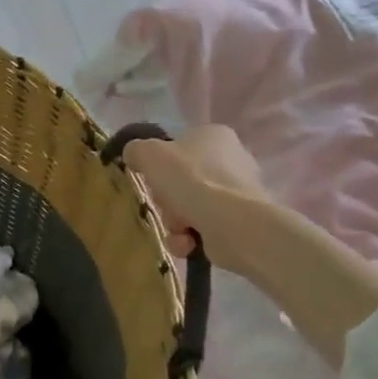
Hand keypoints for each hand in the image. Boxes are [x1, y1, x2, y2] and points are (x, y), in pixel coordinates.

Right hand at [123, 126, 377, 366]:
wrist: (234, 225)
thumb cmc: (191, 179)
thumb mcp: (149, 154)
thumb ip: (136, 150)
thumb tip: (134, 155)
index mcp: (215, 135)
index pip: (179, 146)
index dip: (160, 165)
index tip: (151, 178)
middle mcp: (233, 159)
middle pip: (182, 180)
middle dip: (168, 199)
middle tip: (163, 205)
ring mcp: (240, 192)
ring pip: (191, 207)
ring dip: (176, 221)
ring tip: (178, 229)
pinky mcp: (242, 222)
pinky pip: (205, 228)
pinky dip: (191, 238)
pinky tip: (188, 243)